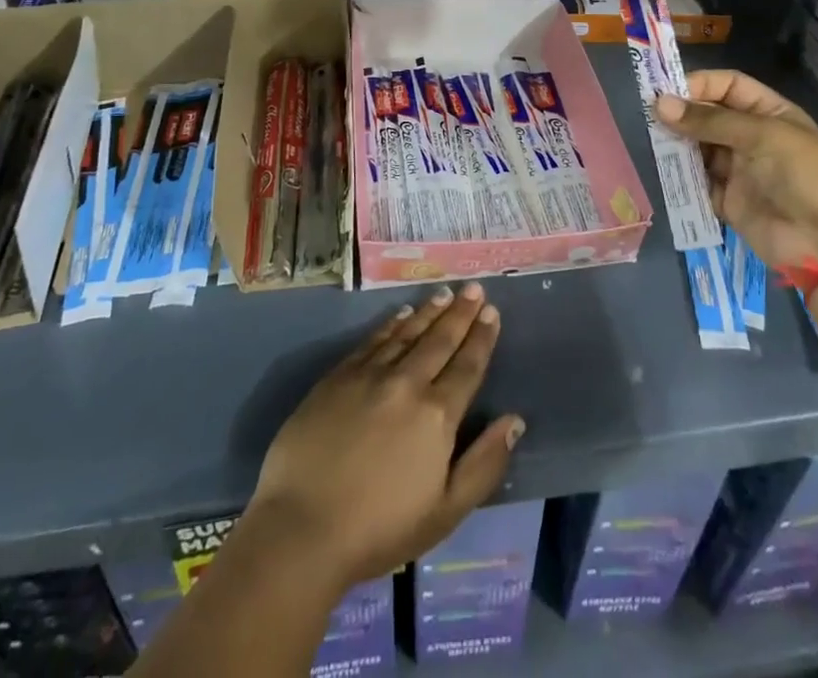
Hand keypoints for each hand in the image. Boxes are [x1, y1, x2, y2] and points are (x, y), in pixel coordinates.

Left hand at [248, 283, 523, 587]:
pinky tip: (401, 314)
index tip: (491, 311)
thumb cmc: (379, 530)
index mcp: (437, 415)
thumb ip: (484, 464)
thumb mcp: (445, 512)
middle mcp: (407, 383)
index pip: (467, 366)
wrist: (302, 527)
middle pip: (440, 340)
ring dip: (429, 311)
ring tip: (444, 293)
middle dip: (460, 313)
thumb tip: (515, 421)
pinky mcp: (338, 376)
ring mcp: (370, 375)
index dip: (481, 338)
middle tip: (474, 288)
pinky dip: (391, 324)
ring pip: (407, 333)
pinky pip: (373, 340)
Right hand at [657, 69, 817, 269]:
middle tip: (648, 117)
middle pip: (709, 117)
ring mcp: (740, 170)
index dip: (700, 84)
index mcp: (769, 113)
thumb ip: (710, 121)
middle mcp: (752, 138)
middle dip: (682, 115)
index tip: (666, 91)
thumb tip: (660, 104)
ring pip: (699, 149)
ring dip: (678, 146)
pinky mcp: (729, 202)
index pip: (728, 86)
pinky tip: (663, 172)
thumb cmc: (804, 175)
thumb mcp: (761, 136)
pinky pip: (698, 184)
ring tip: (652, 143)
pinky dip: (681, 179)